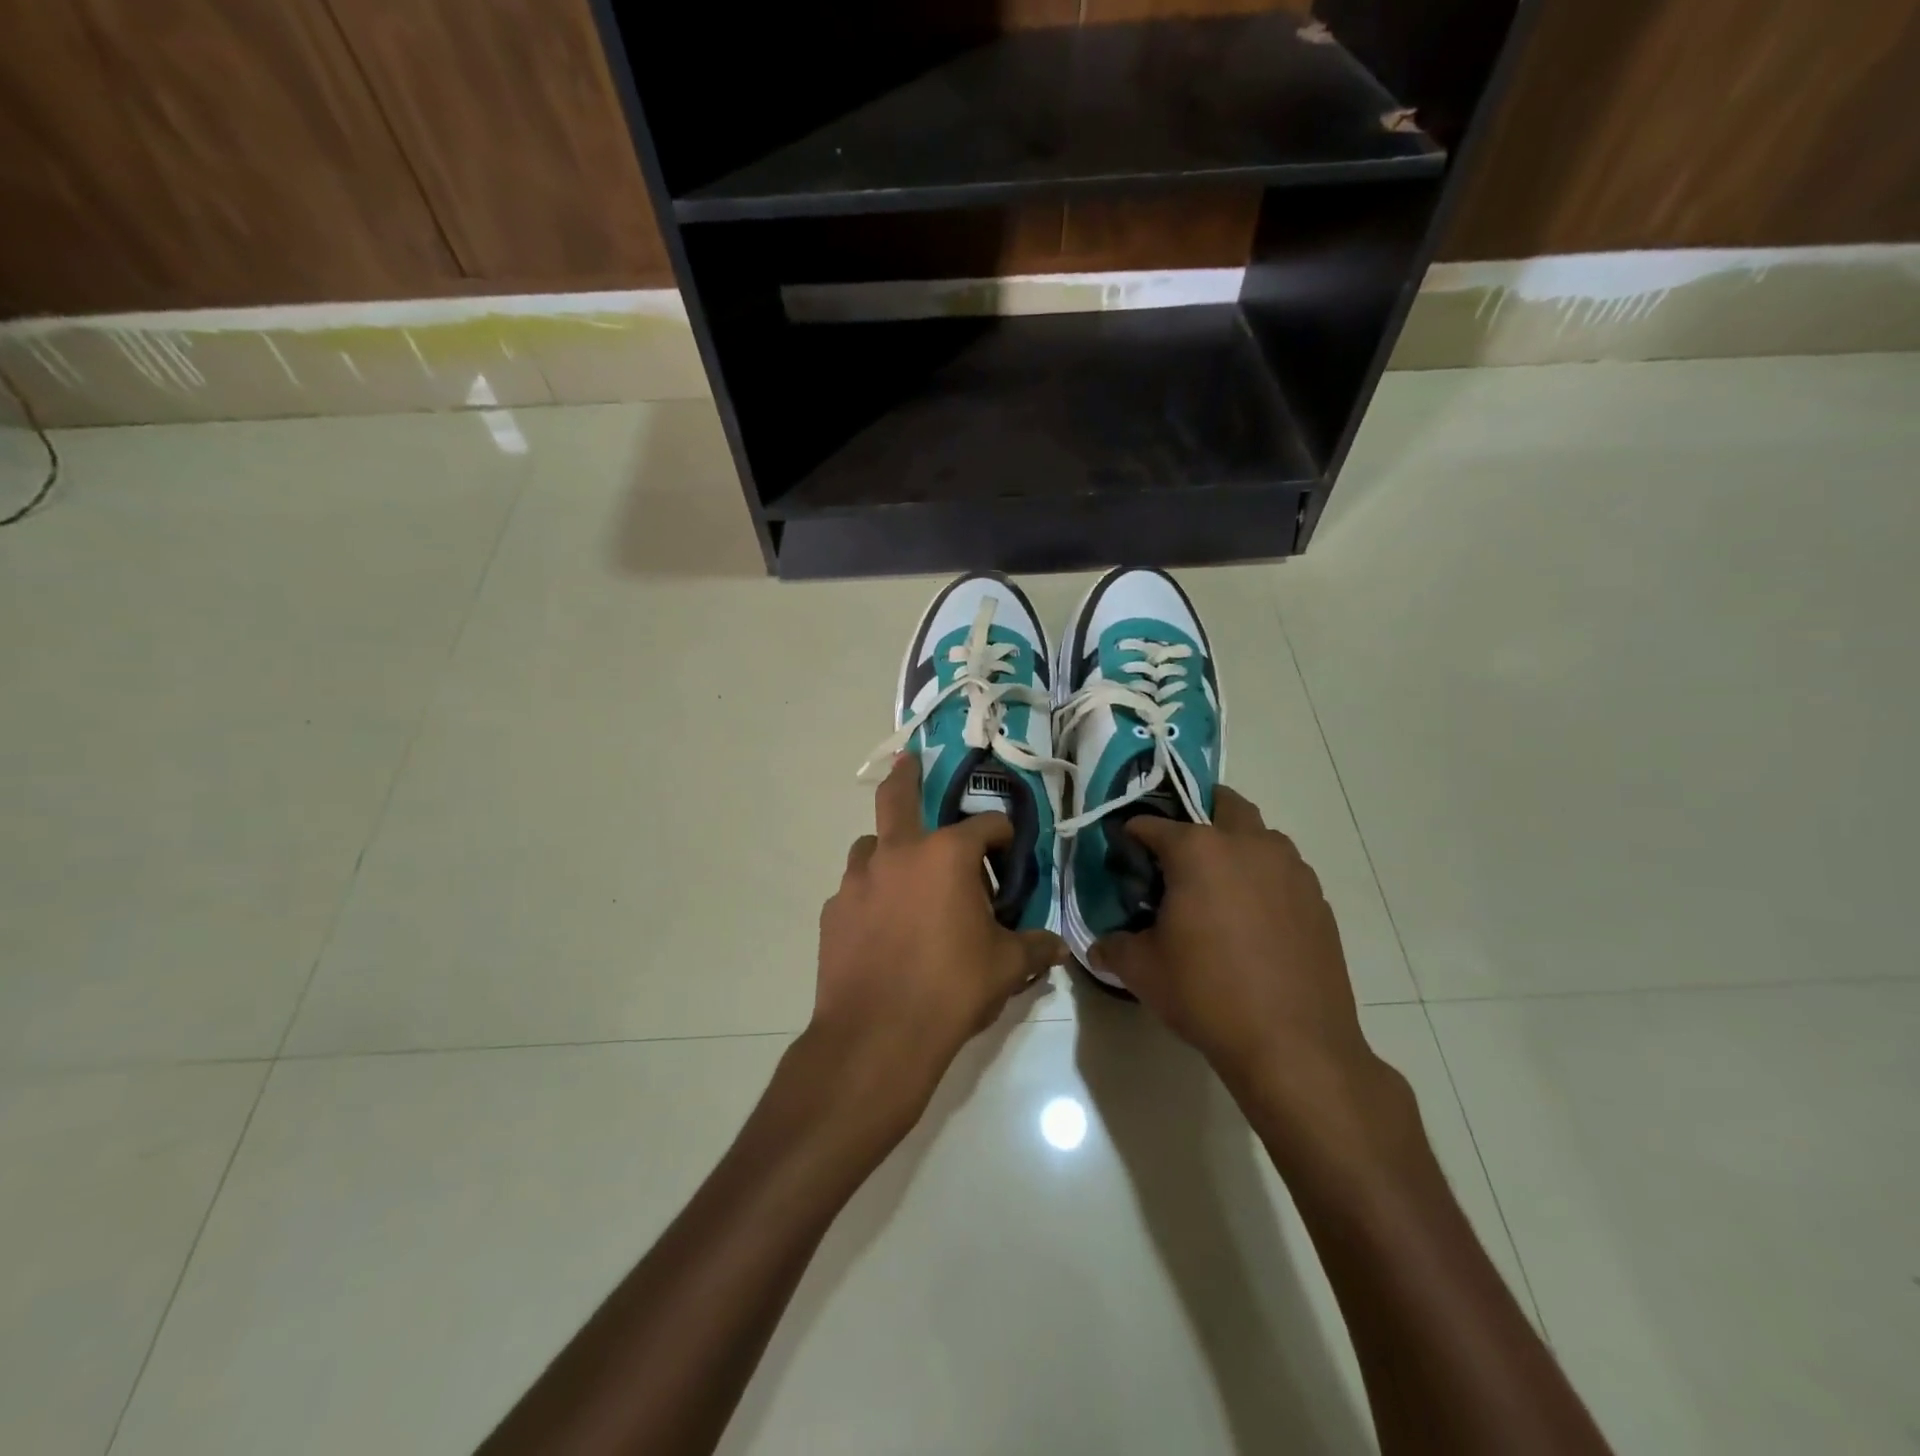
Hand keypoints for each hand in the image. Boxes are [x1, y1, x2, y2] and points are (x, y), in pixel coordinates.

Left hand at [810, 754, 1064, 1139]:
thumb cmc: (951, 990)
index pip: (985, 826)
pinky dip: (870, 894)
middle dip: (907, 776)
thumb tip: (1059, 945)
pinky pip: (855, 889)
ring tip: (905, 878)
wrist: (876, 1036)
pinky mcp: (832, 912)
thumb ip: (1035, 948)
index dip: (1003, 835)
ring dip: (889, 851)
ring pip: (871, 846)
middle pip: (897, 797)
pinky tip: (881, 926)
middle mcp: (897, 854)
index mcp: (945, 856)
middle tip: (909, 763)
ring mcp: (857, 880)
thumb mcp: (1006, 968)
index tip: (1010, 852)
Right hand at [1090, 787, 1391, 1132]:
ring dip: (1236, 845)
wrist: (1293, 1045)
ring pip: (1260, 836)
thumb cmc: (1207, 994)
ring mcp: (1291, 869)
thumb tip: (1097, 946)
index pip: (1152, 824)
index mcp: (1198, 850)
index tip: (1125, 854)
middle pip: (1222, 803)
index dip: (1132, 835)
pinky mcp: (1318, 900)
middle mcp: (1248, 844)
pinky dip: (1264, 879)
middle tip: (1178, 853)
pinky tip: (1254, 920)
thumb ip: (1113, 947)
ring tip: (1218, 887)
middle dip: (1197, 814)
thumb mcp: (1142, 971)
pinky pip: (1284, 872)